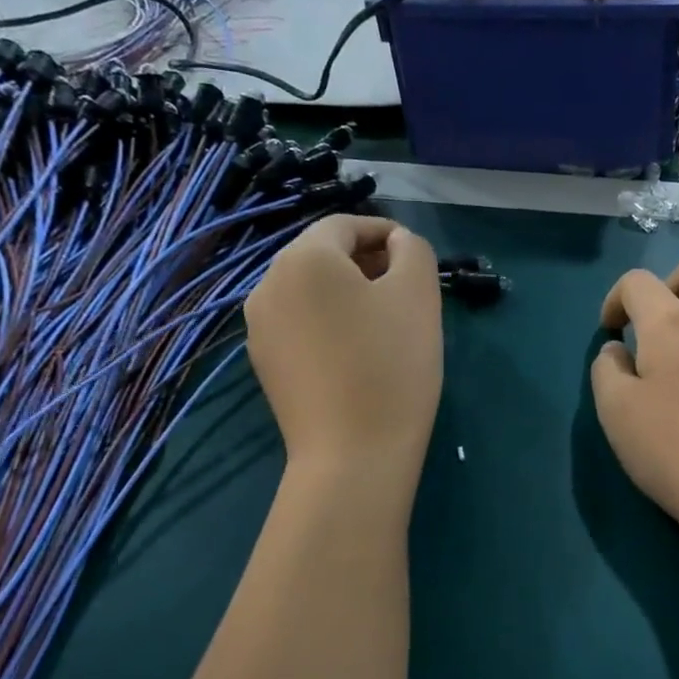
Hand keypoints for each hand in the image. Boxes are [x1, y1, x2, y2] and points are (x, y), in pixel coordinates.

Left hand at [245, 216, 443, 474]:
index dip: (384, 231)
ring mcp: (260, 328)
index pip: (344, 225)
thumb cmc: (392, 365)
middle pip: (322, 256)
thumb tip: (397, 243)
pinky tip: (357, 352)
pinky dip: (329, 322)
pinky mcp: (265, 364)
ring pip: (310, 291)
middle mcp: (268, 284)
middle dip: (366, 262)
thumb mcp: (419, 294)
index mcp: (304, 259)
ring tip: (385, 321)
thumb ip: (413, 250)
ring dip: (347, 292)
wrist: (353, 454)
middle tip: (406, 288)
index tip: (415, 255)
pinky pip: (300, 324)